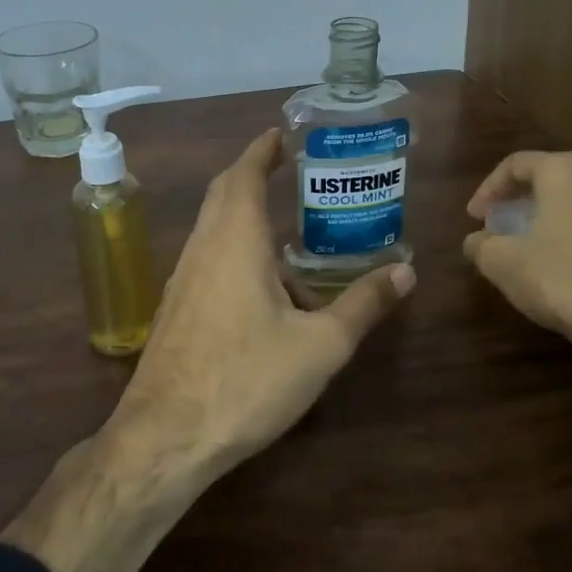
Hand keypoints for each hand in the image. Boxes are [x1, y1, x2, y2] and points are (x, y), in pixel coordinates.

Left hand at [115, 127, 414, 471]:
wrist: (166, 437)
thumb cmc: (246, 380)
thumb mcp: (320, 346)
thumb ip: (363, 305)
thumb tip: (406, 272)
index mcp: (235, 240)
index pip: (243, 174)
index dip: (262, 150)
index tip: (282, 134)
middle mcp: (203, 248)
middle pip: (223, 194)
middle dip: (253, 175)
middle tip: (289, 170)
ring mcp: (183, 279)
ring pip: (215, 230)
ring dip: (248, 220)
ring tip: (294, 243)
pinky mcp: (177, 309)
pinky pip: (210, 260)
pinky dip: (238, 253)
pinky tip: (267, 294)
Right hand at [461, 150, 571, 336]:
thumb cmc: (560, 278)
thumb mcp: (502, 263)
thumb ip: (481, 245)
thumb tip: (476, 242)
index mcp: (567, 172)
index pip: (517, 164)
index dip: (489, 189)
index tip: (476, 217)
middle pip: (556, 177)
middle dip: (526, 199)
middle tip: (506, 223)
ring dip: (560, 215)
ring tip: (541, 242)